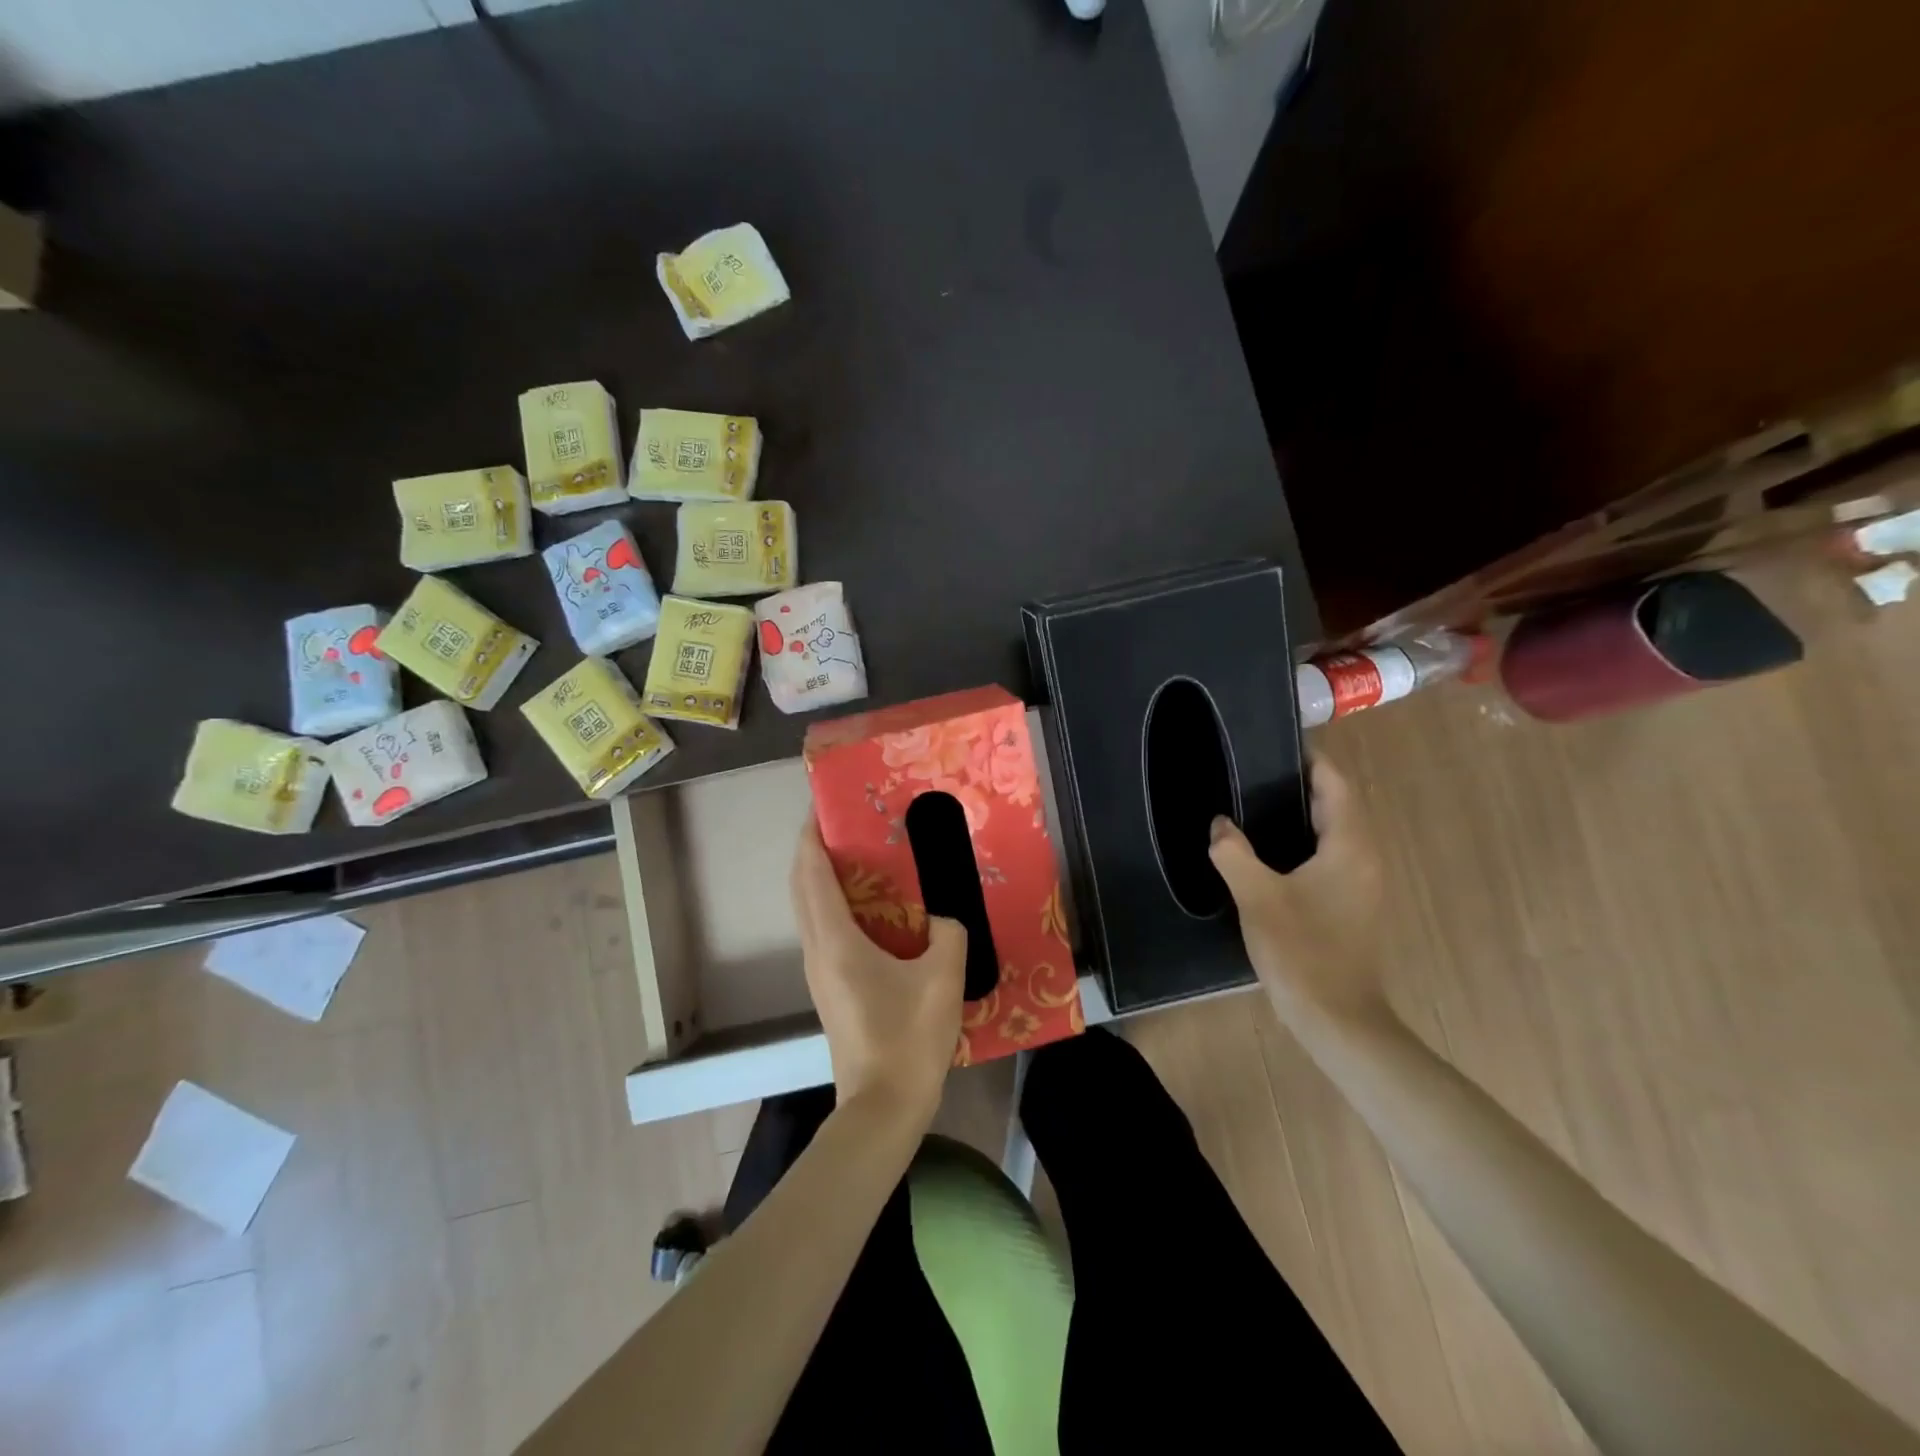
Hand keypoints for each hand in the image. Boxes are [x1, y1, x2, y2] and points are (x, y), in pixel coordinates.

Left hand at [791, 817, 966, 1128]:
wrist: (882, 1108)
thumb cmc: (909, 1039)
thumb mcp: (944, 977)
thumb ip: (949, 933)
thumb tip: (945, 917)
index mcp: (836, 941)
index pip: (812, 874)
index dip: (812, 837)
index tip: (823, 806)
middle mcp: (818, 951)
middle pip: (802, 889)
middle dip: (813, 851)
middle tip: (845, 824)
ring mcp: (819, 973)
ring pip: (809, 911)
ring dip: (822, 879)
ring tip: (857, 856)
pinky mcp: (830, 990)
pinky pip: (823, 931)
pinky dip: (834, 905)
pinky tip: (869, 908)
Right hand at [1209, 757, 1387, 1027]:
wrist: (1337, 1017)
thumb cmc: (1301, 950)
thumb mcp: (1257, 897)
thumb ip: (1234, 853)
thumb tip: (1220, 824)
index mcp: (1349, 846)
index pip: (1335, 784)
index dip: (1309, 760)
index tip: (1274, 744)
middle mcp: (1364, 857)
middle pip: (1338, 804)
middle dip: (1301, 784)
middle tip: (1253, 772)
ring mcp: (1363, 883)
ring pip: (1335, 832)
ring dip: (1303, 814)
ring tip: (1255, 804)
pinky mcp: (1353, 904)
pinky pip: (1332, 856)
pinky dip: (1306, 842)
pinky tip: (1270, 852)